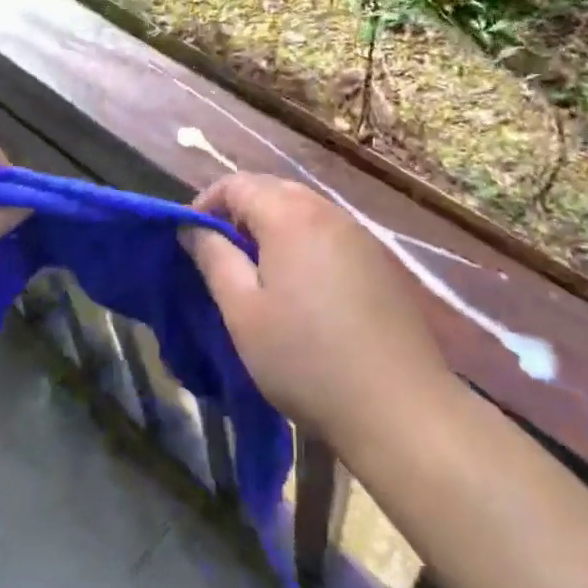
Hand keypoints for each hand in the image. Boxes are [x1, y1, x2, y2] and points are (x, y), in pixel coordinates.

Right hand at [184, 174, 455, 453]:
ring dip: (272, 226)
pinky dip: (303, 241)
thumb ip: (214, 259)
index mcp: (289, 215)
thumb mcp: (243, 312)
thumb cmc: (305, 358)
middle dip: (239, 211)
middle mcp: (326, 210)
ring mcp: (358, 232)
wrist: (398, 404)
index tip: (189, 237)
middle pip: (272, 189)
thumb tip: (191, 227)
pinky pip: (328, 231)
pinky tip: (301, 285)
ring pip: (303, 209)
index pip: (237, 183)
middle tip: (219, 253)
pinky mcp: (378, 258)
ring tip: (256, 270)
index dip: (206, 202)